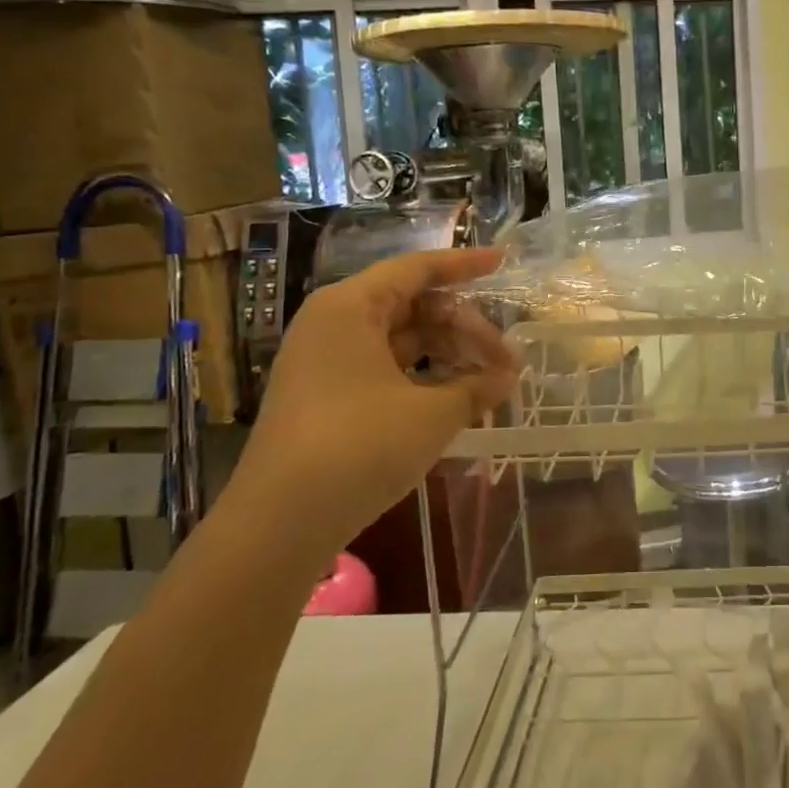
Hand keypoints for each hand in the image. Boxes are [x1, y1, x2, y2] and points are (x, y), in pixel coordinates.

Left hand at [235, 248, 519, 551]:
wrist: (279, 524)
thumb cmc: (359, 448)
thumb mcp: (431, 415)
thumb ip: (476, 387)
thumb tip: (509, 377)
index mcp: (351, 307)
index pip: (417, 269)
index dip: (464, 265)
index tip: (504, 262)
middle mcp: (333, 323)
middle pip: (412, 305)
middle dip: (464, 326)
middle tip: (506, 356)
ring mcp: (325, 361)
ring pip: (400, 339)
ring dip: (447, 353)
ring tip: (489, 379)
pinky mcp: (325, 395)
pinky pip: (384, 367)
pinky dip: (422, 375)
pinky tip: (456, 397)